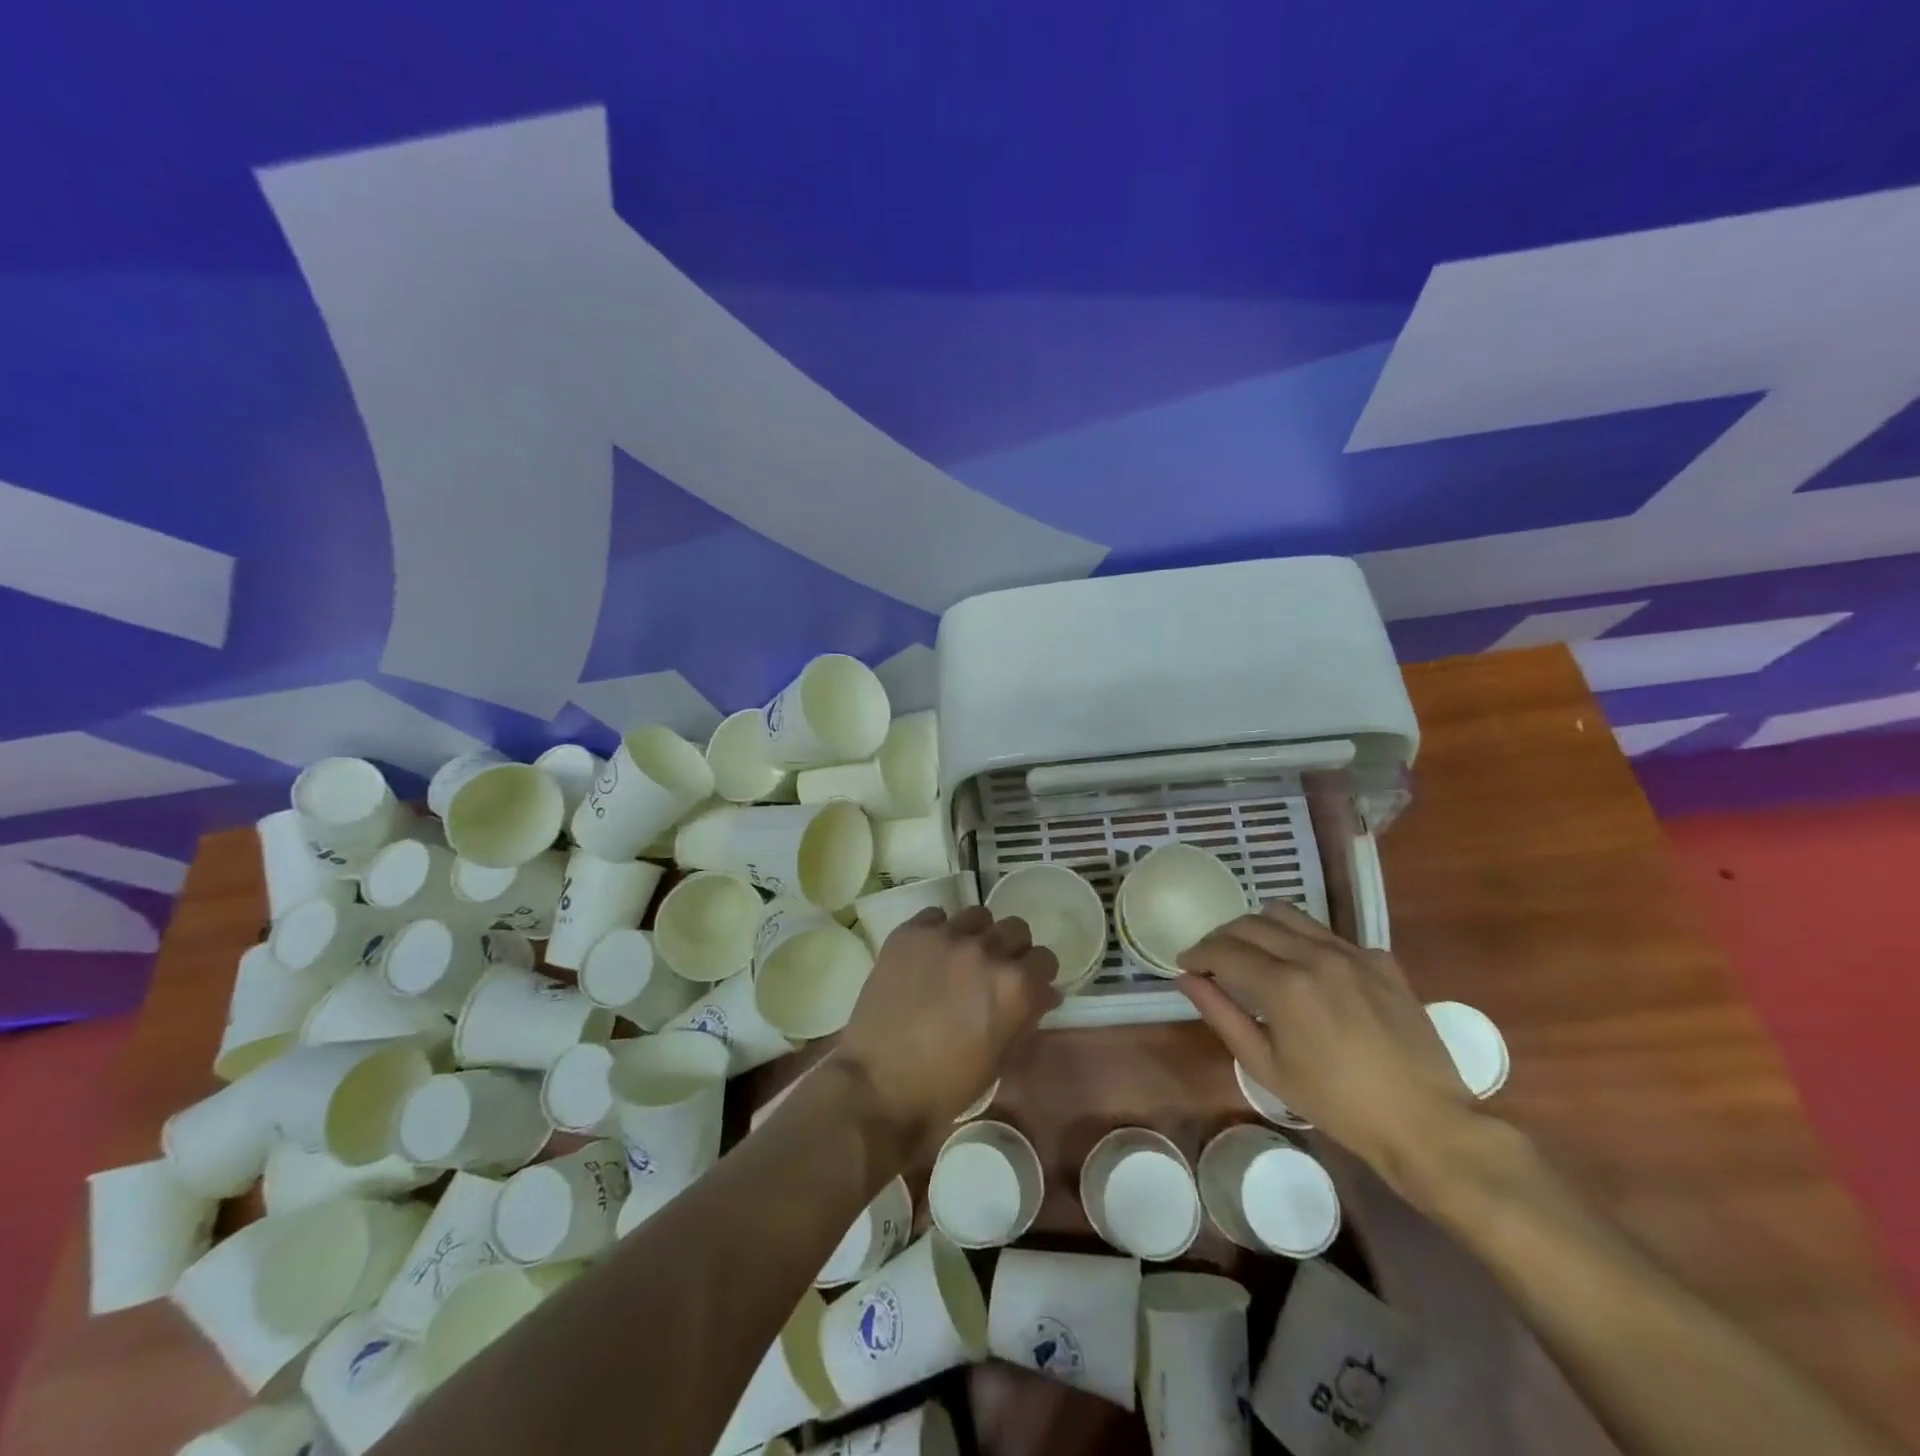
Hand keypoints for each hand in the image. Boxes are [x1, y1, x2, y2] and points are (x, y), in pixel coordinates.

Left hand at [837, 906, 1060, 1150]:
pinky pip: (935, 916)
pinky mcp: (910, 933)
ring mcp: (945, 937)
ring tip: (961, 958)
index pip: (1045, 958)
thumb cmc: (946, 1085)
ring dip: (977, 935)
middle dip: (1012, 949)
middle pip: (1016, 929)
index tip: (1029, 986)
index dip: (1038, 974)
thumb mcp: (1000, 1060)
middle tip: (994, 971)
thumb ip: (1026, 1018)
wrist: (878, 1084)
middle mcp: (985, 950)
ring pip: (977, 916)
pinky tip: (928, 955)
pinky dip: (938, 932)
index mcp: (1014, 985)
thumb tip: (1042, 995)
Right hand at [1177, 900, 1474, 1195]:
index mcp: (1284, 985)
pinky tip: (1307, 972)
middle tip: (1212, 959)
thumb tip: (1187, 979)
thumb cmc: (1337, 1104)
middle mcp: (1315, 955)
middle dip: (1222, 937)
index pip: (1224, 950)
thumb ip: (1221, 1015)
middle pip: (1251, 923)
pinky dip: (1303, 942)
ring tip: (1253, 953)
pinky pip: (1328, 934)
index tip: (1186, 963)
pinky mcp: (1380, 959)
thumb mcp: (1267, 1066)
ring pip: (1289, 915)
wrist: (1426, 1122)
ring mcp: (1352, 952)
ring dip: (1260, 928)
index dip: (1198, 953)